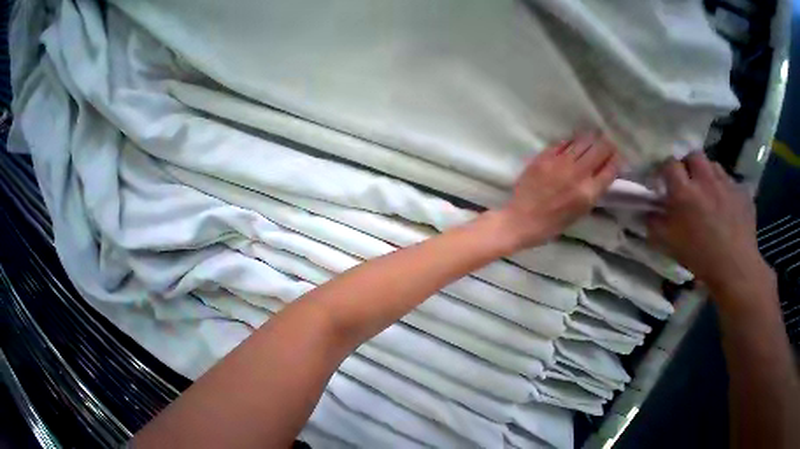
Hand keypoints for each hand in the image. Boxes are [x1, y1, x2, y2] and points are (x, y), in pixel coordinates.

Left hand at [497, 132, 620, 249]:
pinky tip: (565, 150)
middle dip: (604, 147)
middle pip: (602, 147)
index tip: (610, 160)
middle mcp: (577, 173)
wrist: (521, 219)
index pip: (613, 164)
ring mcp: (557, 164)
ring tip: (583, 148)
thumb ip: (595, 188)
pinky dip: (567, 144)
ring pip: (583, 140)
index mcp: (590, 190)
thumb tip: (603, 168)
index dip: (614, 160)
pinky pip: (560, 143)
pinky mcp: (541, 160)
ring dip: (587, 142)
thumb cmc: (552, 221)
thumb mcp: (582, 210)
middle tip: (598, 151)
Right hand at [646, 152, 773, 298]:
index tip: (660, 176)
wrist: (732, 264)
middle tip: (681, 176)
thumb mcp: (661, 236)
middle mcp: (706, 183)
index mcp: (683, 192)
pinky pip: (729, 180)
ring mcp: (728, 187)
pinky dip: (720, 184)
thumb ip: (652, 217)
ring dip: (704, 171)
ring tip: (701, 186)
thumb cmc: (693, 250)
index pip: (670, 164)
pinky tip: (719, 199)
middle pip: (696, 156)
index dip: (663, 167)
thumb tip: (651, 208)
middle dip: (685, 162)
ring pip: (714, 165)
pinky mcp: (744, 194)